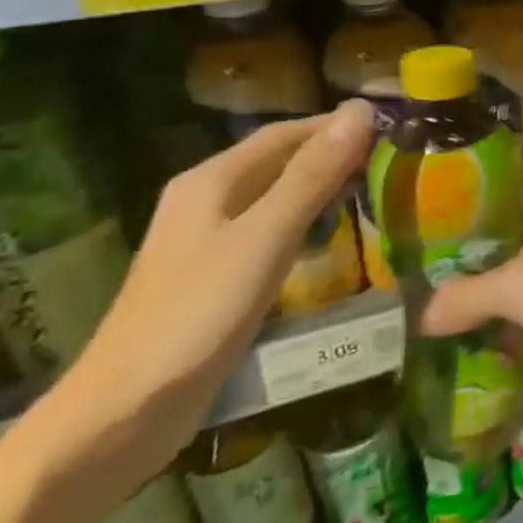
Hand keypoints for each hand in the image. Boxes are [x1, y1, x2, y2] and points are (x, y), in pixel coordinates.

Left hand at [41, 100, 373, 497]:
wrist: (125, 412)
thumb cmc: (198, 314)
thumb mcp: (265, 238)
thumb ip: (313, 175)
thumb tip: (361, 111)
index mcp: (211, 181)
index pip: (286, 133)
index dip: (338, 125)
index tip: (394, 125)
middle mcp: (207, 201)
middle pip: (282, 162)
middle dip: (336, 156)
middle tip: (396, 160)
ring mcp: (210, 240)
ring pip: (280, 197)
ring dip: (326, 190)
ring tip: (380, 193)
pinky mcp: (219, 275)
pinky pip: (275, 232)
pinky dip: (311, 225)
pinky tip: (339, 240)